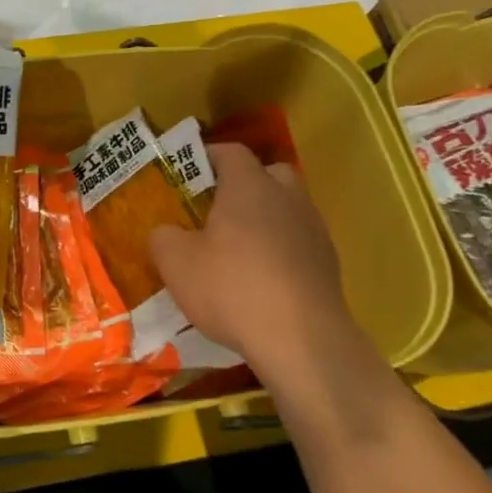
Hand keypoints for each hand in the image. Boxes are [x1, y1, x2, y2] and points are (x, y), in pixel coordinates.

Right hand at [148, 143, 372, 395]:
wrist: (301, 341)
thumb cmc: (232, 288)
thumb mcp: (175, 263)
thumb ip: (163, 237)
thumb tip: (165, 232)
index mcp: (250, 186)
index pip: (231, 152)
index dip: (208, 156)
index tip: (187, 171)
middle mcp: (287, 198)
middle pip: (269, 174)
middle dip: (244, 184)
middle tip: (216, 208)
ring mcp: (314, 231)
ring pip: (287, 209)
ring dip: (264, 220)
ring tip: (236, 250)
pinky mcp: (328, 265)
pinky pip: (298, 244)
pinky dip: (280, 252)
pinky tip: (260, 281)